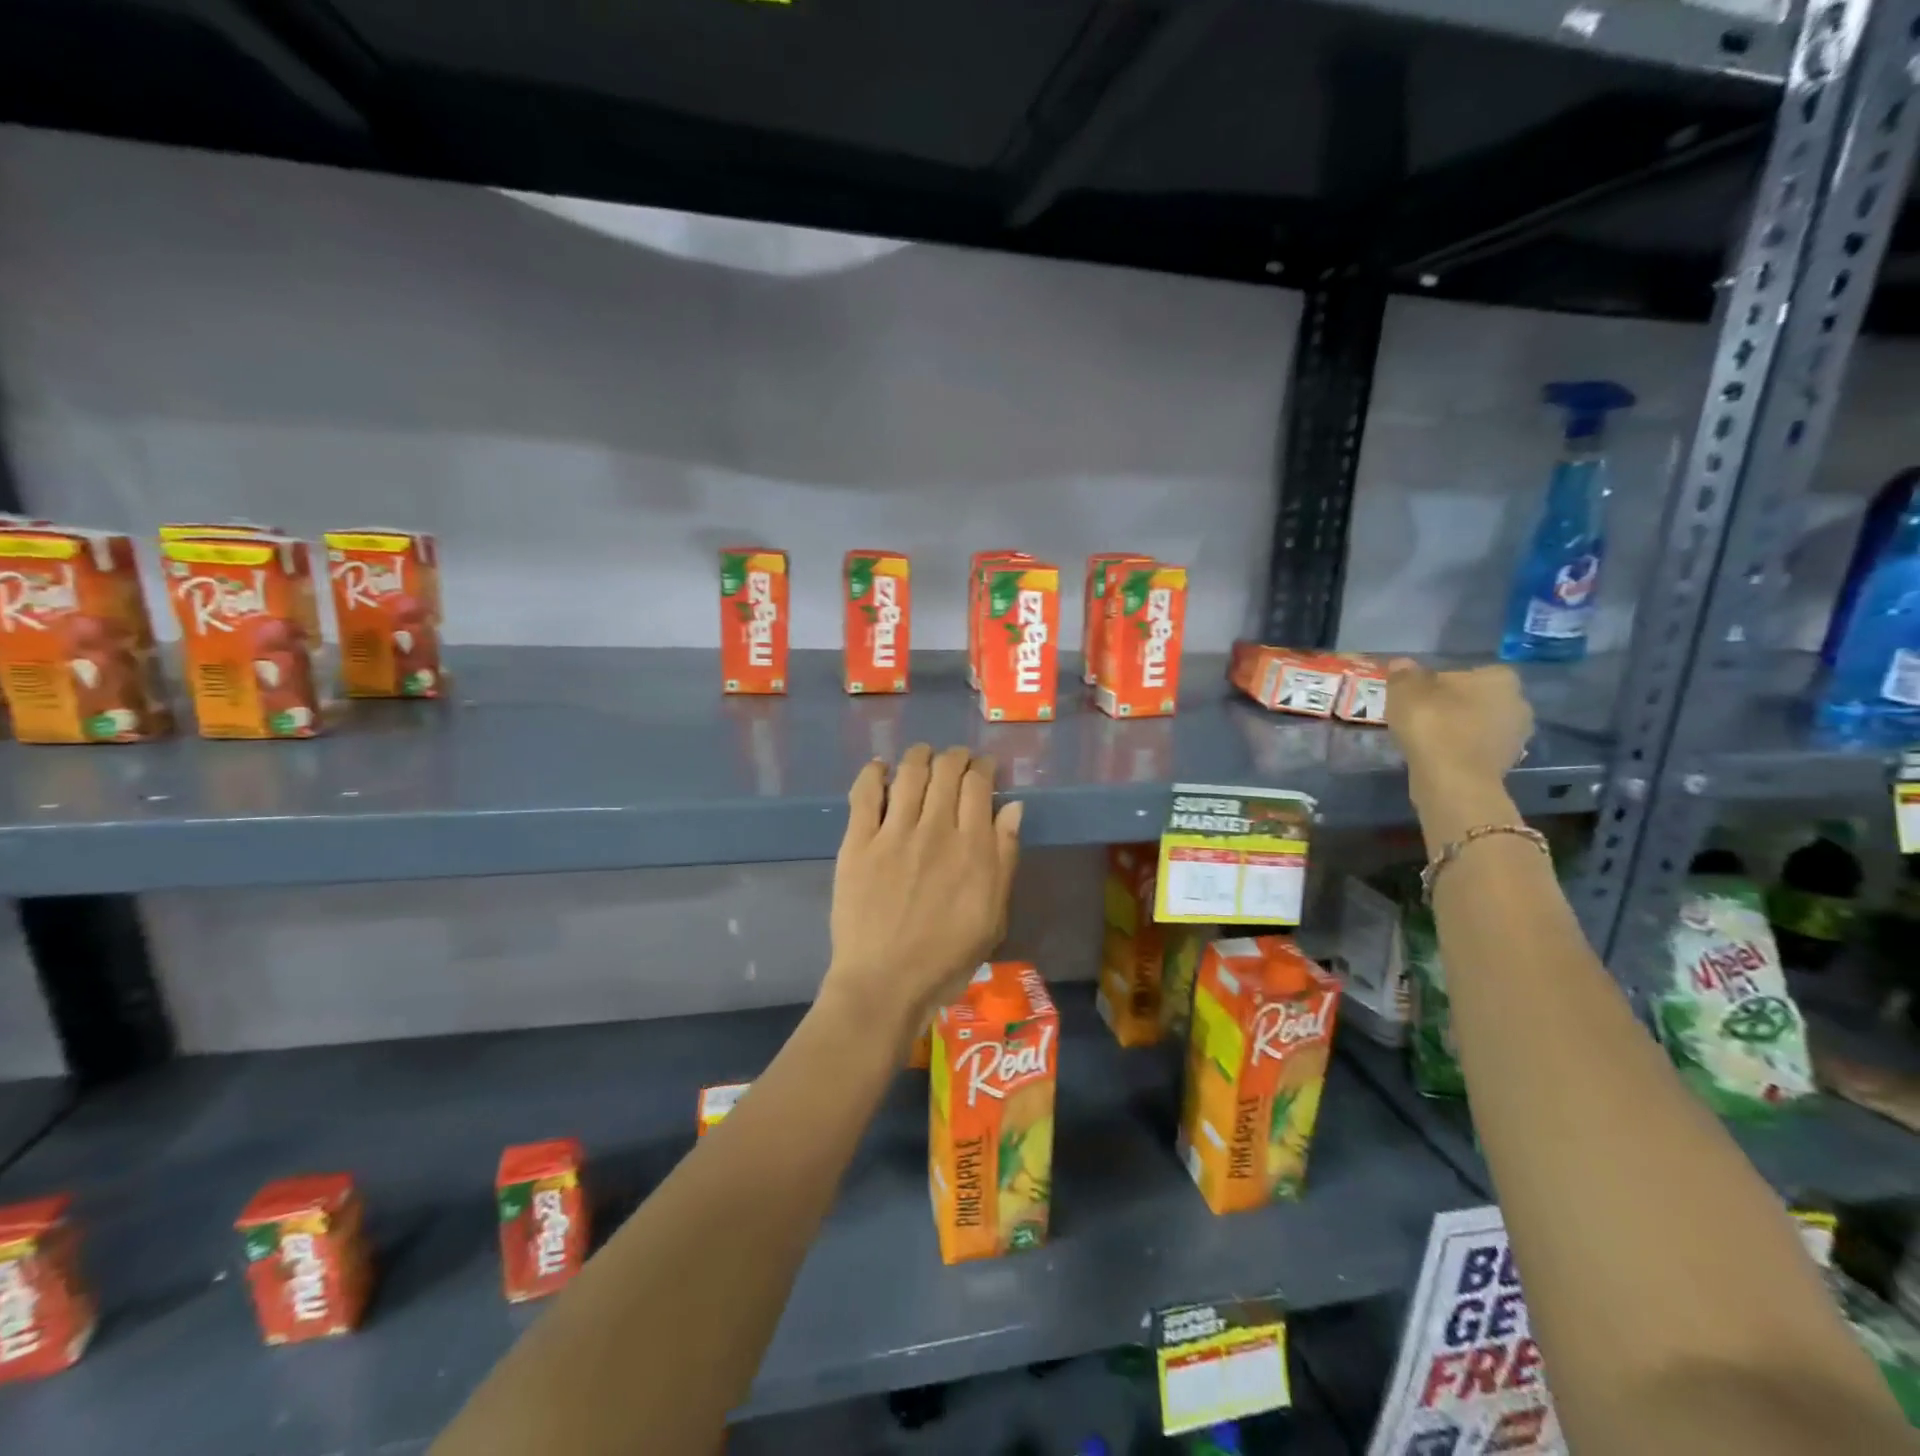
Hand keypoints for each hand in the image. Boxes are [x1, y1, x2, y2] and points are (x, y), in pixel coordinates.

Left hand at [820, 744, 1022, 1047]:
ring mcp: (893, 833)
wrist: (885, 983)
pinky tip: (880, 768)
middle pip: (946, 771)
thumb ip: (1004, 857)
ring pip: (909, 773)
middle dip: (955, 757)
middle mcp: (935, 829)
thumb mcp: (993, 915)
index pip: (979, 785)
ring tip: (923, 755)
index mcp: (972, 847)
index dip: (983, 767)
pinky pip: (864, 793)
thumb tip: (1013, 807)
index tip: (983, 767)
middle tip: (955, 760)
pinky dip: (873, 773)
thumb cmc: (946, 958)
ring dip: (919, 755)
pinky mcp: (858, 842)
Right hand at [1386, 660, 1532, 789]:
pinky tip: (1436, 756)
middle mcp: (1518, 703)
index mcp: (1500, 678)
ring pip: (1478, 725)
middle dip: (1453, 705)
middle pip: (1476, 698)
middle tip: (1420, 716)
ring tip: (1424, 738)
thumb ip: (1404, 674)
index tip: (1418, 696)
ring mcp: (1516, 737)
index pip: (1468, 672)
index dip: (1439, 682)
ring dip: (1457, 729)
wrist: (1453, 780)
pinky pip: (1476, 748)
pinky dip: (1459, 750)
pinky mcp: (1506, 764)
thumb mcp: (1405, 691)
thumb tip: (1402, 664)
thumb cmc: (1433, 724)